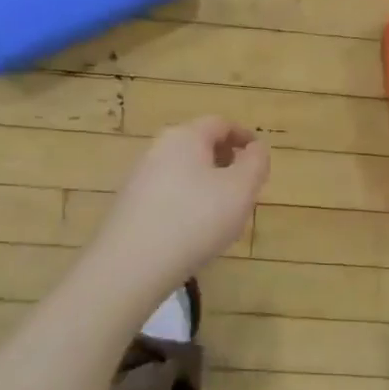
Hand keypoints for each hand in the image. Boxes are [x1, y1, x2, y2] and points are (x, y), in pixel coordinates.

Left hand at [94, 117, 270, 294]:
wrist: (131, 265)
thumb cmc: (195, 220)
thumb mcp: (241, 190)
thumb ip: (256, 163)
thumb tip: (256, 148)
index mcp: (186, 137)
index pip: (220, 123)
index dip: (243, 136)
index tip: (259, 155)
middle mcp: (158, 149)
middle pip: (198, 145)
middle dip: (225, 160)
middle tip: (245, 185)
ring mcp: (139, 178)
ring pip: (182, 170)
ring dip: (206, 182)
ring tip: (223, 211)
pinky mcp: (129, 206)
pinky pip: (167, 193)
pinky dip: (186, 201)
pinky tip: (194, 229)